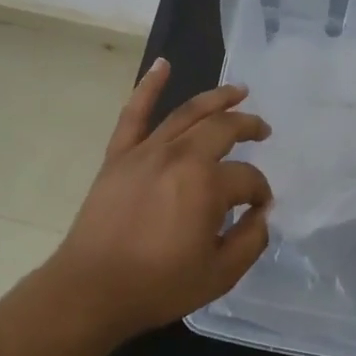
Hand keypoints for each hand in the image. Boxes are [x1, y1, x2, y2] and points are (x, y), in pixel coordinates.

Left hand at [53, 58, 273, 342]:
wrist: (91, 290)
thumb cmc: (158, 285)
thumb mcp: (219, 274)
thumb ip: (250, 240)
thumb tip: (262, 214)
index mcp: (207, 185)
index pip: (248, 178)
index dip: (260, 192)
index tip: (260, 209)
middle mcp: (180, 156)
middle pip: (223, 129)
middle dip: (249, 126)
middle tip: (263, 130)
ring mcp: (147, 151)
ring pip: (187, 113)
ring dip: (216, 98)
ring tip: (238, 91)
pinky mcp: (119, 155)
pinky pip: (134, 113)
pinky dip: (148, 86)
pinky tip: (162, 65)